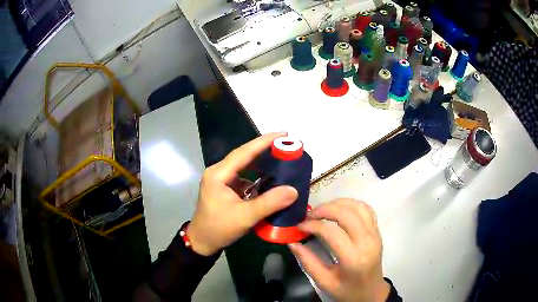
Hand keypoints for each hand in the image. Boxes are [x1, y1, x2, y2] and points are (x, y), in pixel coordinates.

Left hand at [187, 133, 298, 255]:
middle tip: (286, 143)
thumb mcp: (245, 217)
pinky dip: (258, 176)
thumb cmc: (219, 228)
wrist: (202, 242)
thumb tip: (293, 190)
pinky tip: (271, 177)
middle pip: (244, 156)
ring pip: (245, 166)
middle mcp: (219, 172)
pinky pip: (245, 177)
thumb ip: (269, 203)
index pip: (244, 152)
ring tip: (282, 157)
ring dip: (262, 162)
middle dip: (265, 149)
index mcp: (218, 174)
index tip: (283, 134)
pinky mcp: (226, 188)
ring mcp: (222, 180)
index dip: (263, 142)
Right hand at [289, 199, 389, 301]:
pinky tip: (340, 209)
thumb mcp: (324, 282)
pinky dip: (351, 204)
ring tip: (322, 210)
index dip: (313, 225)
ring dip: (338, 203)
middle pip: (346, 214)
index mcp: (353, 258)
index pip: (332, 232)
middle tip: (309, 215)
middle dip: (324, 209)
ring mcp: (375, 234)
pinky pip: (366, 210)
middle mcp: (367, 242)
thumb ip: (308, 262)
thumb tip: (292, 242)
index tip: (299, 226)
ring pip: (358, 207)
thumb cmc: (347, 291)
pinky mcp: (378, 231)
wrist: (371, 293)